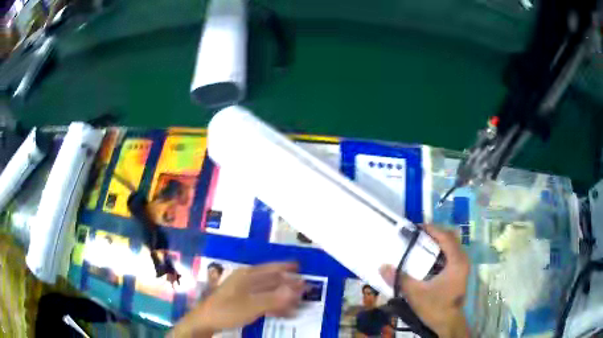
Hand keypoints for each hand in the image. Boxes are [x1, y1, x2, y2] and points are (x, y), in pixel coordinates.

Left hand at [170, 262, 304, 336]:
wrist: (206, 321)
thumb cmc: (227, 310)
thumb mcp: (252, 305)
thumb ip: (274, 298)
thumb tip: (296, 289)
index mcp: (246, 276)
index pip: (270, 269)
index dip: (285, 268)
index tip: (299, 267)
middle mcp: (246, 281)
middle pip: (271, 280)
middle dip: (288, 284)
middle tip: (304, 288)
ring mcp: (243, 292)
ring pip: (268, 292)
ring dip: (283, 297)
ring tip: (298, 302)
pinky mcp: (242, 303)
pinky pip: (263, 301)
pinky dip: (274, 305)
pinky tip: (284, 312)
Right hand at [380, 224, 469, 337]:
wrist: (447, 323)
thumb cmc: (435, 307)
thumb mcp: (416, 294)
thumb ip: (400, 279)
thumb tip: (382, 266)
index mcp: (456, 261)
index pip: (446, 237)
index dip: (431, 229)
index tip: (415, 227)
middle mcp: (462, 260)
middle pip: (450, 238)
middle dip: (433, 234)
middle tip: (416, 234)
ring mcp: (462, 266)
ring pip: (451, 246)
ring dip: (437, 242)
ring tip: (420, 243)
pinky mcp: (459, 272)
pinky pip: (450, 254)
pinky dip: (439, 251)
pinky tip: (427, 258)